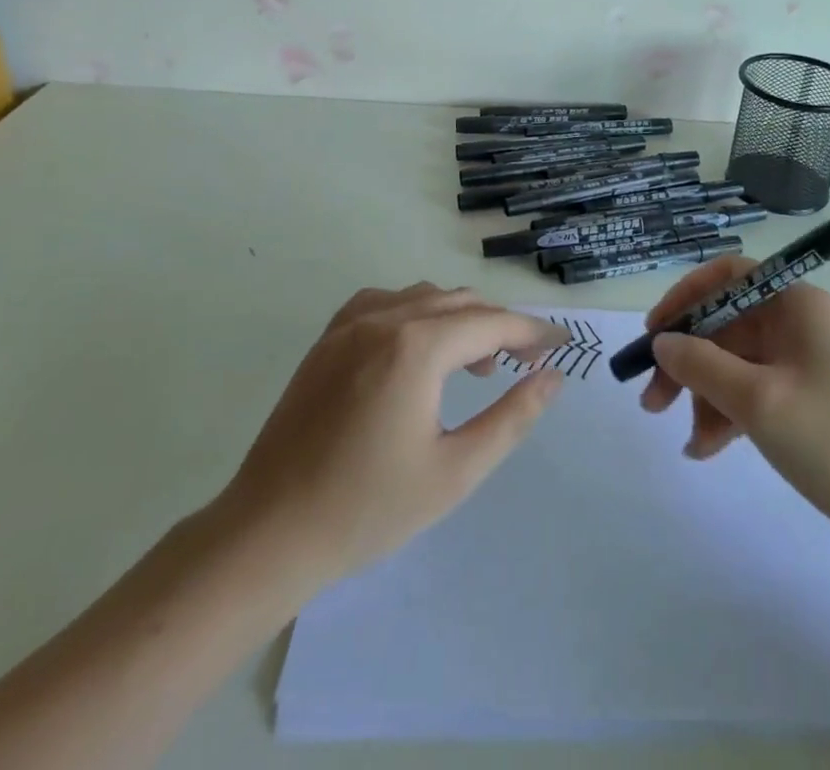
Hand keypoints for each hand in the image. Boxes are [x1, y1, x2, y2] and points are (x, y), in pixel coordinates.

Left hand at [211, 284, 570, 591]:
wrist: (269, 533)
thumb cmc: (368, 509)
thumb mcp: (455, 471)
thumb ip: (511, 417)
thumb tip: (552, 377)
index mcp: (417, 347)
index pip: (491, 322)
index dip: (531, 332)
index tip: (559, 346)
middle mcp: (384, 318)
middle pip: (460, 303)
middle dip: (499, 325)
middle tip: (524, 362)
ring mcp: (349, 325)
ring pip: (423, 297)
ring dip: (459, 318)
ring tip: (474, 365)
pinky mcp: (327, 339)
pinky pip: (384, 302)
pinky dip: (415, 312)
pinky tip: (417, 347)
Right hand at [639, 257, 829, 568]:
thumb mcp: (758, 400)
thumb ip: (701, 364)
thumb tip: (661, 342)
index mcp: (797, 305)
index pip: (728, 276)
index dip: (685, 297)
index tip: (654, 332)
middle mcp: (799, 324)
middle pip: (725, 324)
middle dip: (687, 360)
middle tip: (652, 399)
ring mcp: (803, 363)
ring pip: (734, 362)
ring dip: (703, 393)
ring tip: (687, 439)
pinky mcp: (804, 400)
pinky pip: (751, 392)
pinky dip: (726, 413)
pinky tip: (706, 448)